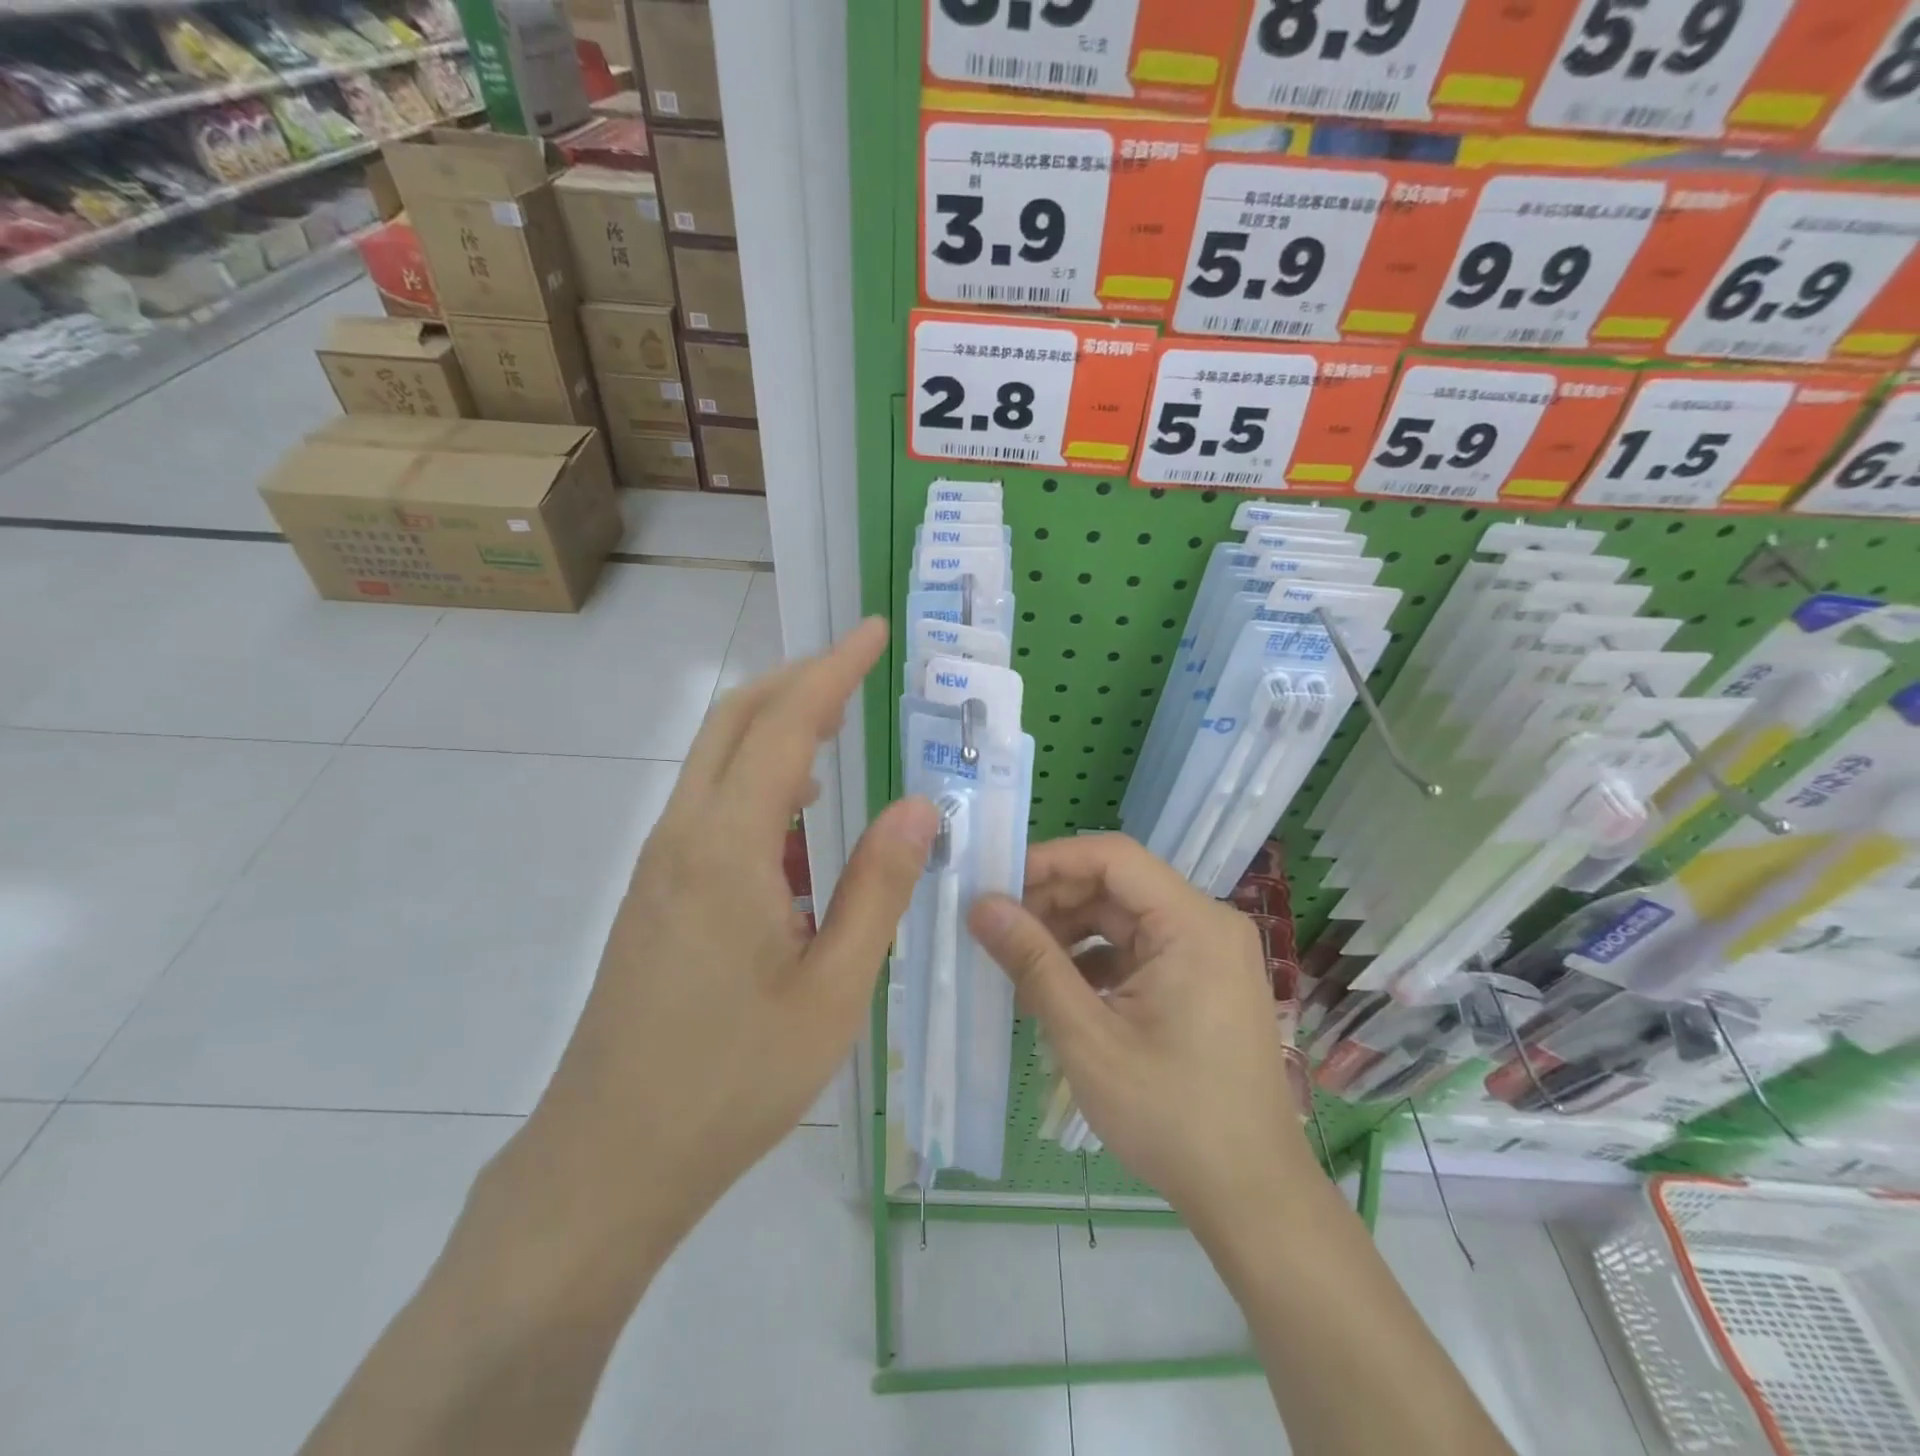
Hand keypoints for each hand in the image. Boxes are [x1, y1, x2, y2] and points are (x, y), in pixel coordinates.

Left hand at [480, 619, 935, 1280]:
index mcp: (726, 848)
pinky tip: (800, 822)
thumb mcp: (832, 991)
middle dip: (797, 679)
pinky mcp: (655, 895)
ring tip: (841, 734)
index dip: (833, 669)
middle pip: (735, 720)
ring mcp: (659, 865)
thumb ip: (877, 889)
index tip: (873, 633)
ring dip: (777, 730)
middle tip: (858, 670)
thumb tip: (919, 807)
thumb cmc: (730, 1082)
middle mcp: (682, 836)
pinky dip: (760, 783)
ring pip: (718, 762)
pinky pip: (711, 808)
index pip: (786, 724)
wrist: (605, 1161)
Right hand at [969, 833, 1312, 1237]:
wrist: (1252, 1197)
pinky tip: (1059, 993)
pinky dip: (1097, 962)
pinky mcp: (1202, 981)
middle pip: (1118, 886)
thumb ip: (1033, 962)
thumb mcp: (1088, 1037)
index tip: (997, 883)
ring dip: (1071, 933)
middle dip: (1055, 901)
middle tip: (998, 929)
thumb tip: (981, 906)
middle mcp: (1207, 924)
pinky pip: (1139, 950)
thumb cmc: (1171, 1115)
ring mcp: (1208, 953)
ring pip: (1124, 918)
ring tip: (1020, 965)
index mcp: (1193, 923)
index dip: (1051, 861)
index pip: (1113, 857)